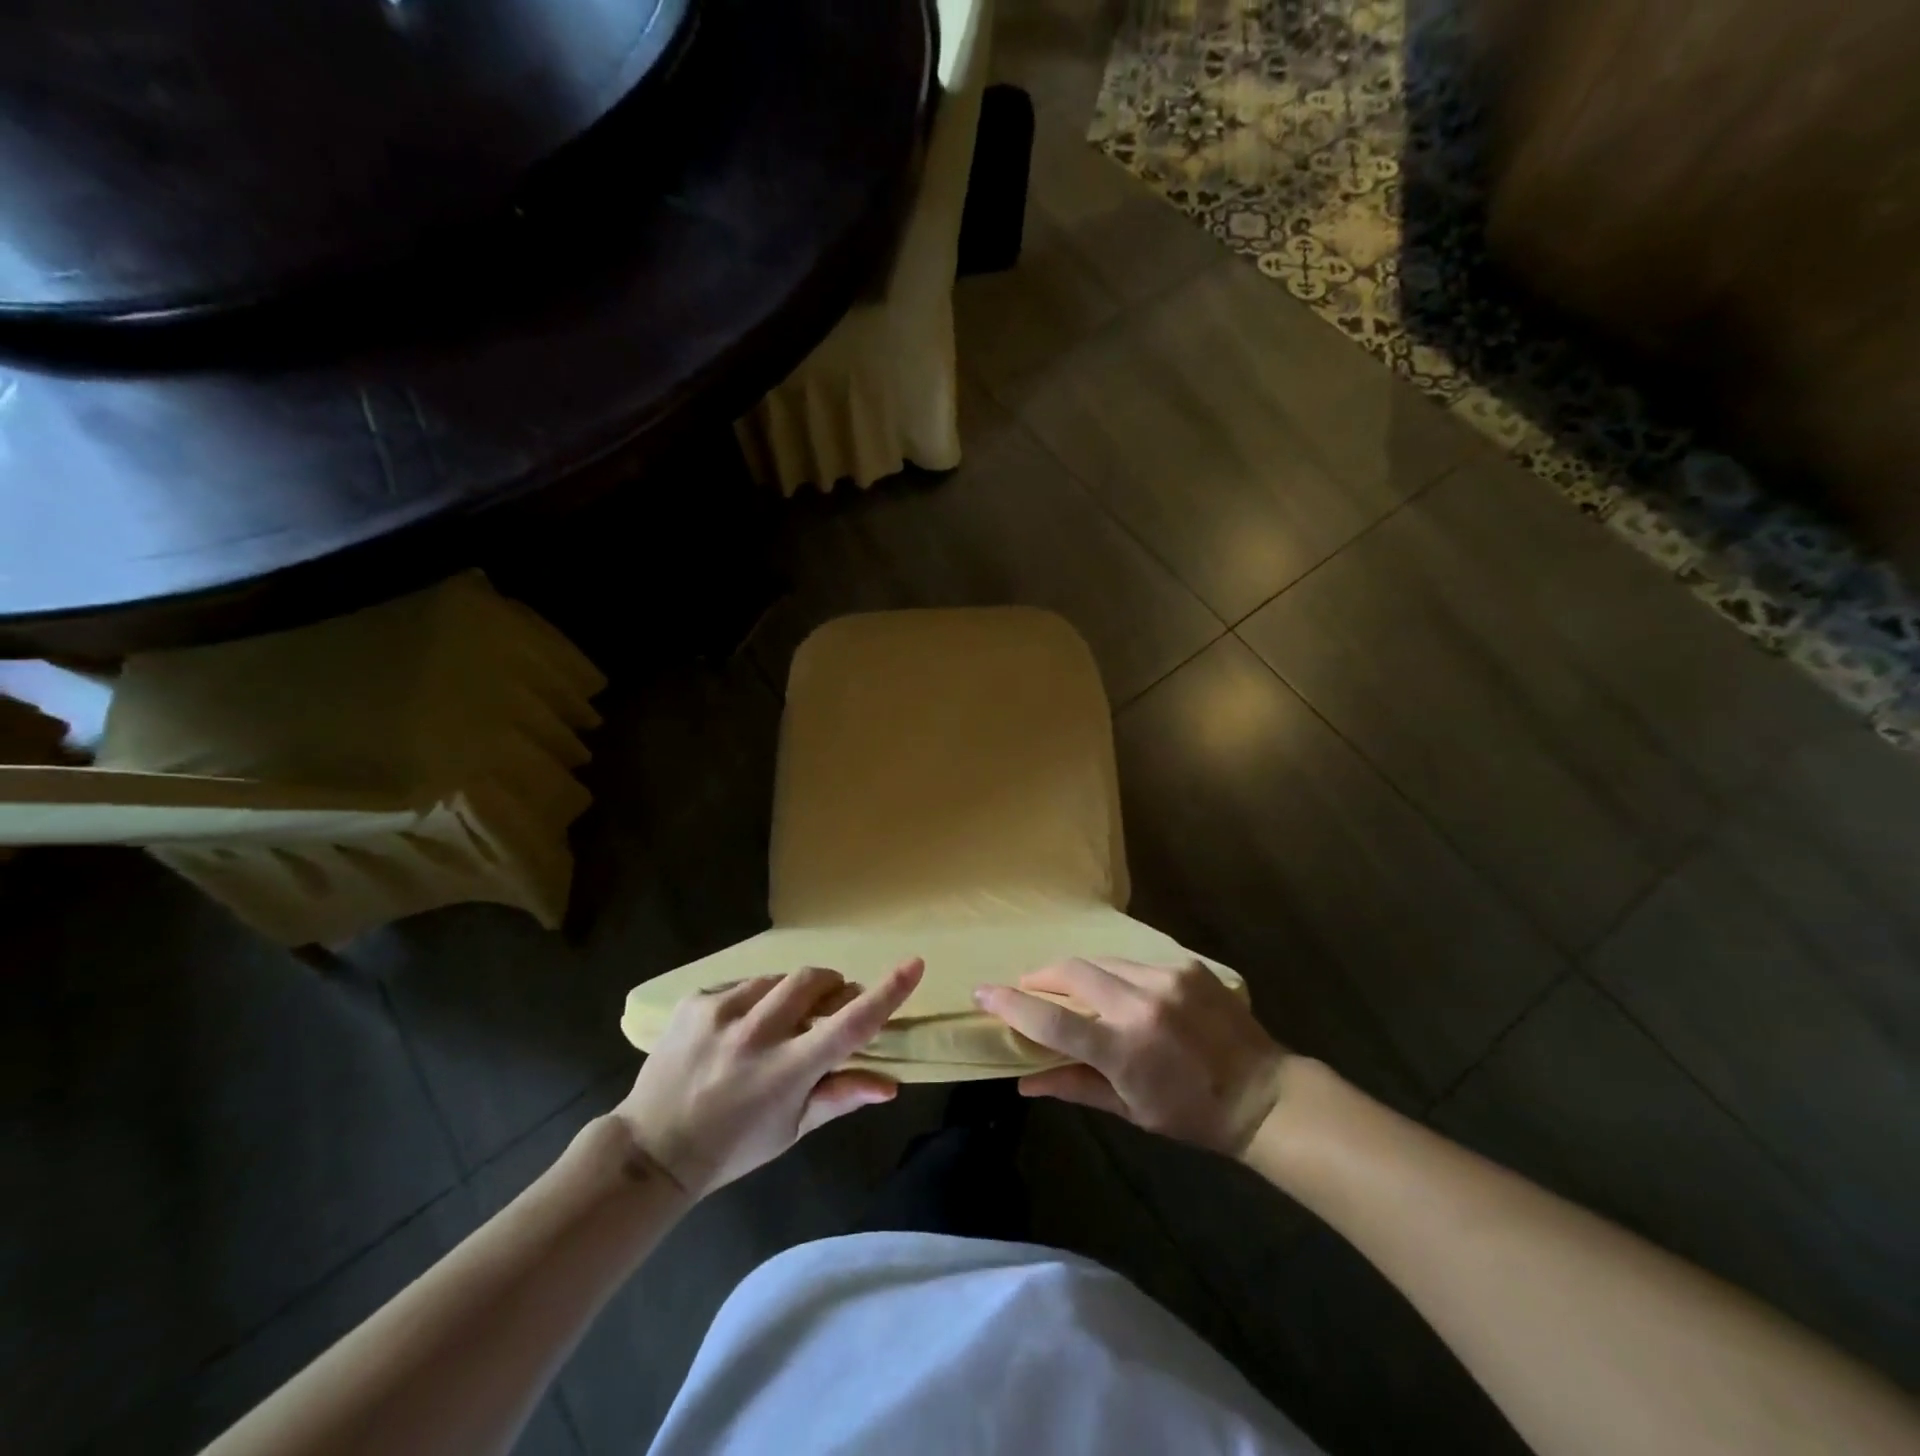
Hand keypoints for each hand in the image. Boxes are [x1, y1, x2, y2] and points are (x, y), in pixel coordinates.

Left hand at [615, 959, 923, 1198]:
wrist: (653, 1149)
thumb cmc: (734, 1146)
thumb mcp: (792, 1129)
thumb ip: (841, 1096)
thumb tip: (891, 1085)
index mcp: (787, 1072)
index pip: (849, 1025)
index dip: (886, 993)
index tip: (914, 964)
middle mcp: (756, 1035)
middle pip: (814, 981)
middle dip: (831, 986)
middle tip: (828, 1007)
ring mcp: (722, 1013)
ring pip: (778, 979)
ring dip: (790, 995)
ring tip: (776, 1025)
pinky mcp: (696, 1002)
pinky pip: (742, 985)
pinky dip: (754, 999)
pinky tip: (740, 1028)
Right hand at [975, 958, 1286, 1155]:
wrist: (1263, 1094)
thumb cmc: (1191, 1115)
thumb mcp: (1130, 1109)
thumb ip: (1074, 1086)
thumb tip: (1023, 1083)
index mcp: (1124, 1049)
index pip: (1052, 1020)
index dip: (1012, 1004)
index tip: (984, 993)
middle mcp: (1141, 1004)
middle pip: (1071, 972)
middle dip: (1041, 976)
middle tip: (1027, 988)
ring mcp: (1166, 979)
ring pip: (1101, 961)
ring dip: (1077, 973)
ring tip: (1070, 988)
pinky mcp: (1186, 965)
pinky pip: (1134, 962)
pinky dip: (1115, 974)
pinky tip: (1119, 990)